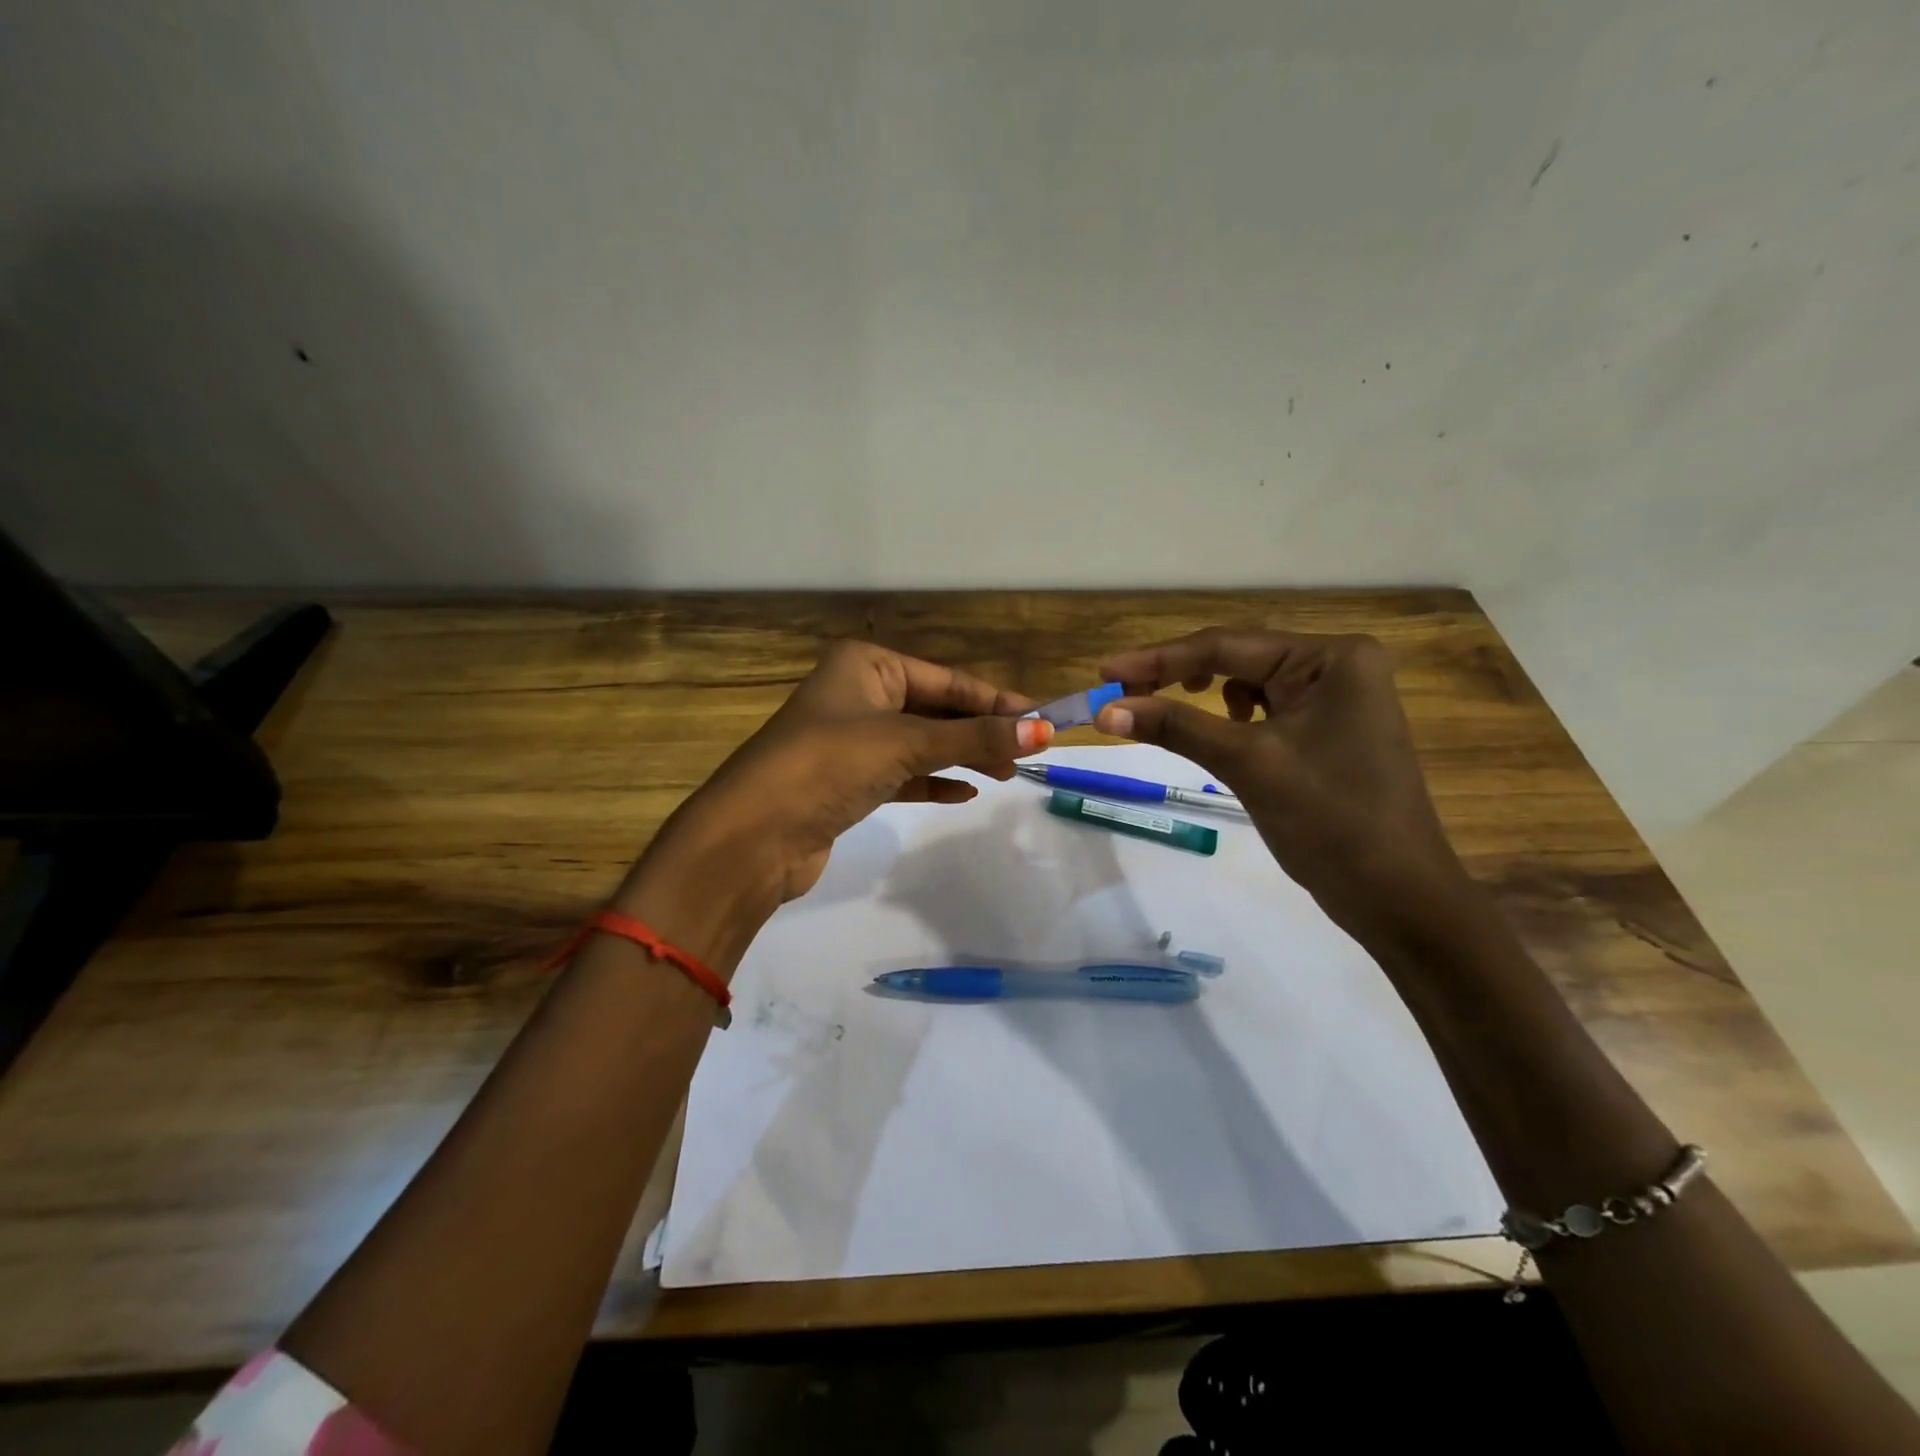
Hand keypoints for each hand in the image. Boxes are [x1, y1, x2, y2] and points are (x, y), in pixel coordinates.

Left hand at [651, 641, 1051, 906]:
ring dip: (962, 756)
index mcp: (866, 665)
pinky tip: (965, 793)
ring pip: (921, 742)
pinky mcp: (848, 781)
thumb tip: (1044, 730)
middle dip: (980, 730)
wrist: (753, 836)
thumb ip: (974, 738)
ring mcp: (851, 739)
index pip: (946, 679)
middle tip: (1029, 752)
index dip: (996, 700)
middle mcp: (858, 694)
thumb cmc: (828, 765)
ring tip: (1006, 774)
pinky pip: (903, 774)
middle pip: (935, 709)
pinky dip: (933, 781)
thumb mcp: (905, 743)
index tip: (1042, 720)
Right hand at [1095, 628, 1464, 937]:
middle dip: (1177, 674)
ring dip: (1203, 694)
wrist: (1397, 897)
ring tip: (1163, 708)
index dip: (1159, 658)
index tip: (1104, 670)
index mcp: (1333, 657)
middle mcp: (1339, 665)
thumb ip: (1176, 726)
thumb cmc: (1330, 821)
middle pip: (1239, 657)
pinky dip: (1232, 717)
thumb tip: (1106, 710)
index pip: (1228, 645)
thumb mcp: (1247, 763)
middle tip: (1118, 690)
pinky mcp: (1329, 729)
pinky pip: (1266, 708)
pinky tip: (1223, 734)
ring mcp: (1338, 698)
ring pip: (1249, 682)